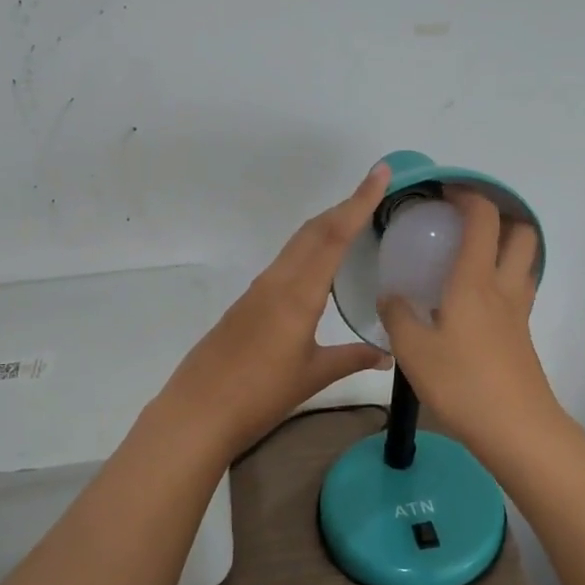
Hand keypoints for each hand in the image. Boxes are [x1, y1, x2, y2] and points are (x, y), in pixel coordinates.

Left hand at [155, 164, 393, 460]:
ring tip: (354, 221)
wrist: (198, 411)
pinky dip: (308, 249)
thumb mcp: (312, 376)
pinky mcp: (247, 303)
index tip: (379, 173)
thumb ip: (351, 359)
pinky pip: (285, 262)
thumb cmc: (260, 395)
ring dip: (326, 226)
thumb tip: (387, 355)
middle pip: (313, 230)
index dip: (359, 202)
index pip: (334, 236)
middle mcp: (277, 281)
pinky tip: (318, 265)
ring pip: (297, 244)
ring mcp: (258, 290)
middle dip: (345, 206)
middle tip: (375, 192)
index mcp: (298, 294)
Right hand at [377, 188, 561, 458]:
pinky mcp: (522, 337)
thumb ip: (398, 315)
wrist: (516, 429)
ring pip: (525, 263)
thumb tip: (391, 296)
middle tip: (466, 224)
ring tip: (469, 259)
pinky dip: (501, 282)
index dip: (468, 195)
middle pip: (522, 233)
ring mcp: (519, 314)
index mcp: (475, 281)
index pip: (483, 219)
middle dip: (500, 217)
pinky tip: (470, 304)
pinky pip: (518, 293)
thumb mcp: (413, 350)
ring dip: (505, 249)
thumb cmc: (462, 383)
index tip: (445, 192)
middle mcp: (504, 288)